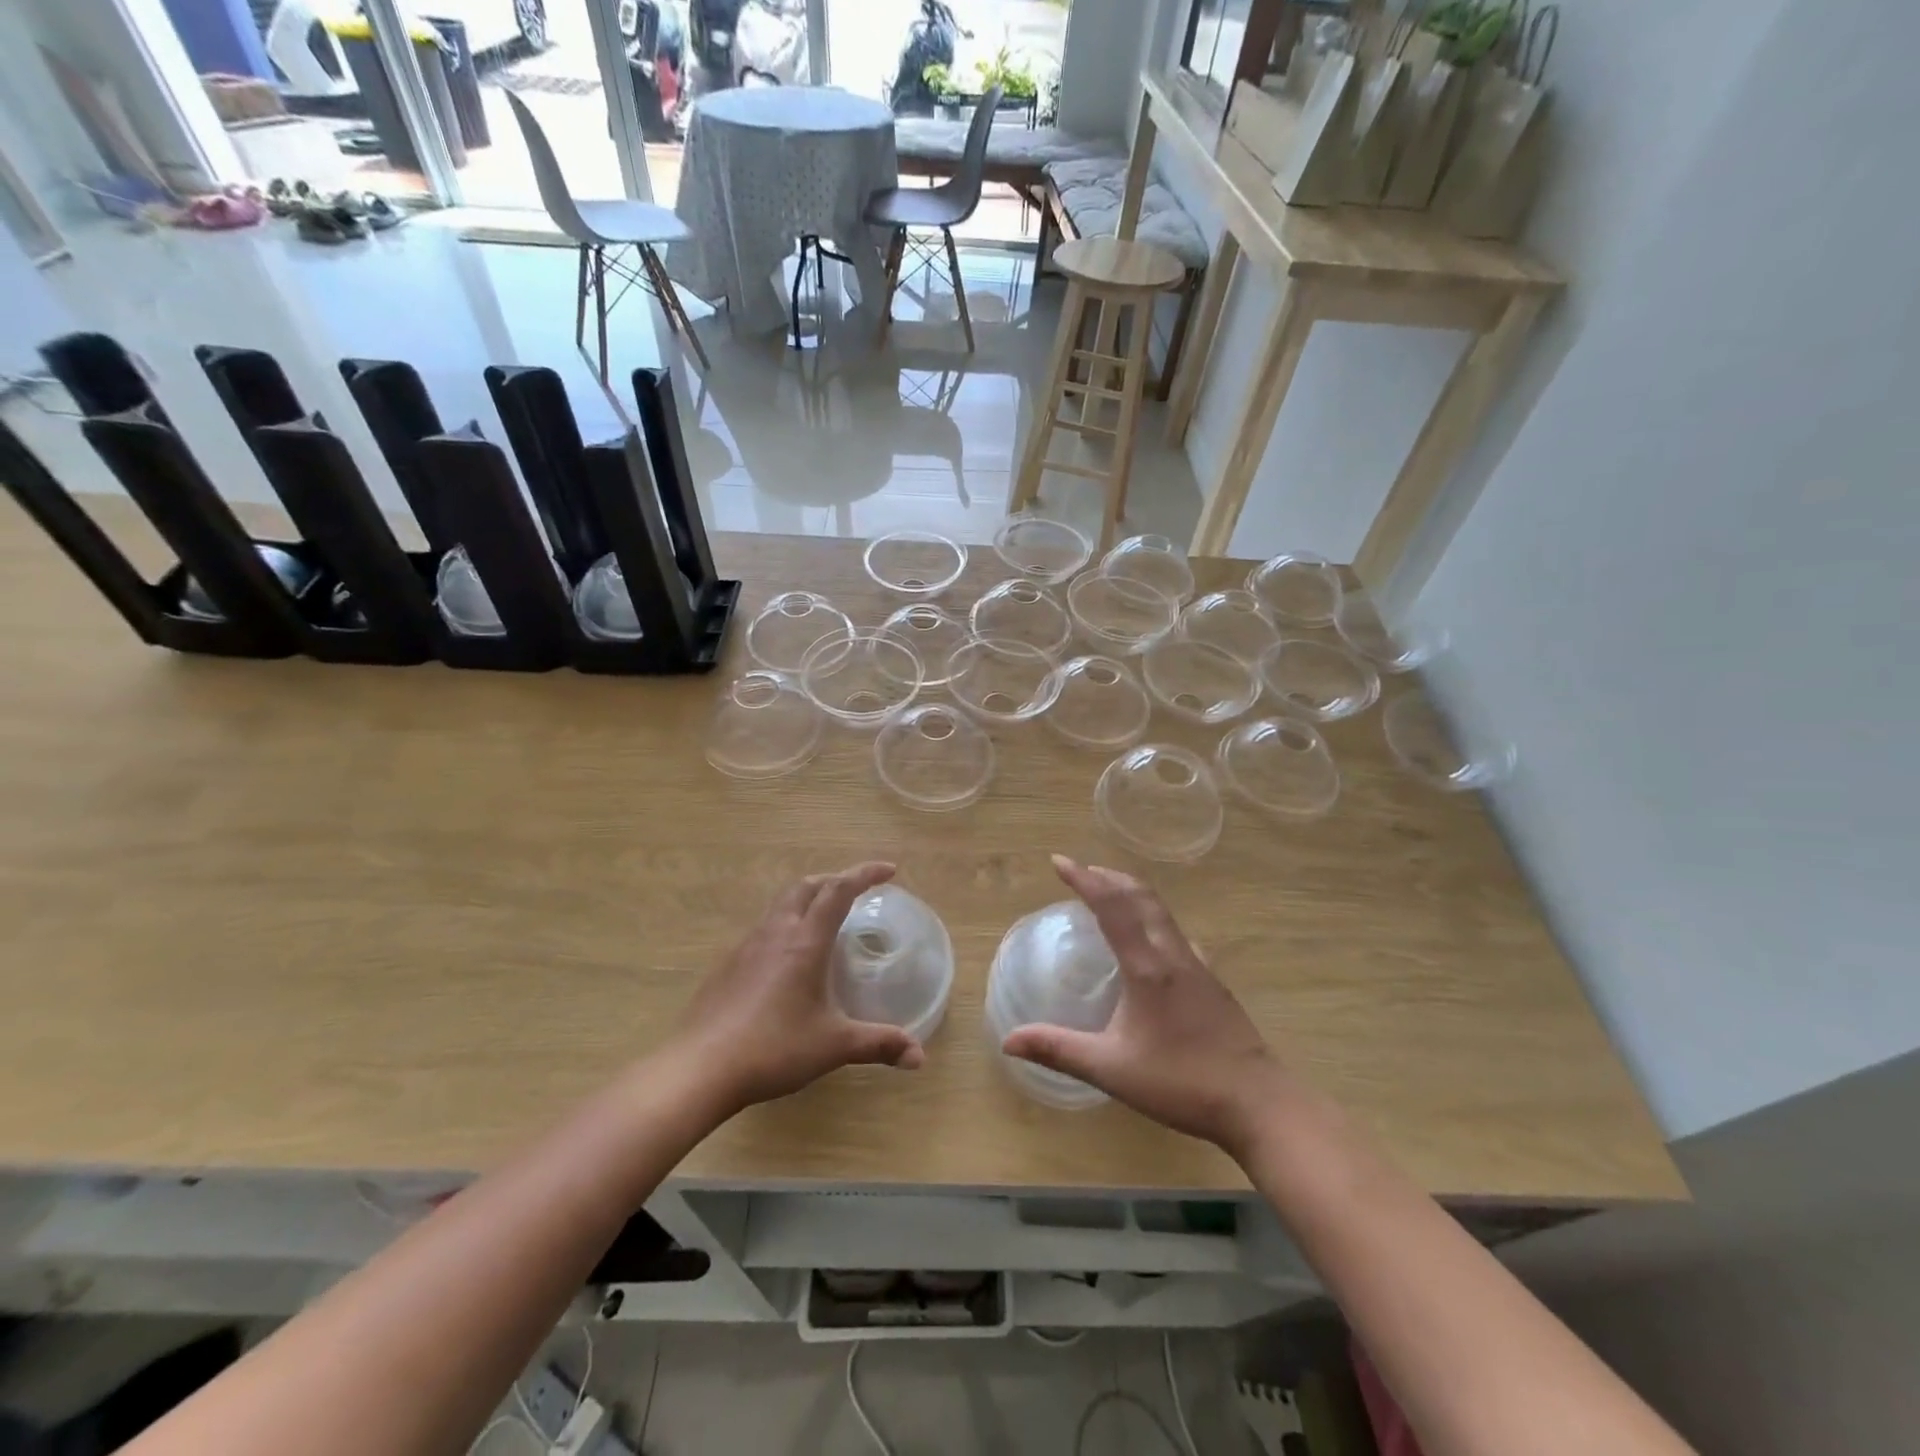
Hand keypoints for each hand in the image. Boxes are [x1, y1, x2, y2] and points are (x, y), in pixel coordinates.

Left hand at [677, 862, 925, 1113]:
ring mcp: (746, 946)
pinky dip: (786, 925)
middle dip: (834, 880)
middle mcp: (776, 932)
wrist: (699, 1068)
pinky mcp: (728, 965)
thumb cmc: (773, 1049)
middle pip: (806, 886)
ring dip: (807, 899)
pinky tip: (789, 959)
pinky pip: (763, 928)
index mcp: (805, 941)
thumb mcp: (833, 1046)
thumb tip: (919, 1057)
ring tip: (825, 920)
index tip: (889, 870)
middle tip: (857, 891)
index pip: (839, 891)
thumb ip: (878, 1044)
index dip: (865, 874)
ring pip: (781, 904)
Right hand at [1002, 856, 1284, 1155]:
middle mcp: (1172, 954)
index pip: (1112, 906)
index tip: (1059, 861)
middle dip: (1109, 876)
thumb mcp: (1112, 1069)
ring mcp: (1197, 965)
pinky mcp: (1211, 981)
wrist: (1259, 1103)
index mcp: (1147, 966)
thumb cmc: (1182, 1082)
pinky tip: (1151, 940)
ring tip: (1109, 893)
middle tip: (1081, 870)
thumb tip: (1008, 1040)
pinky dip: (1153, 918)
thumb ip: (1059, 1050)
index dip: (1084, 879)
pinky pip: (1176, 933)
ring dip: (1132, 892)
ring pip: (1161, 911)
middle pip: (1141, 897)